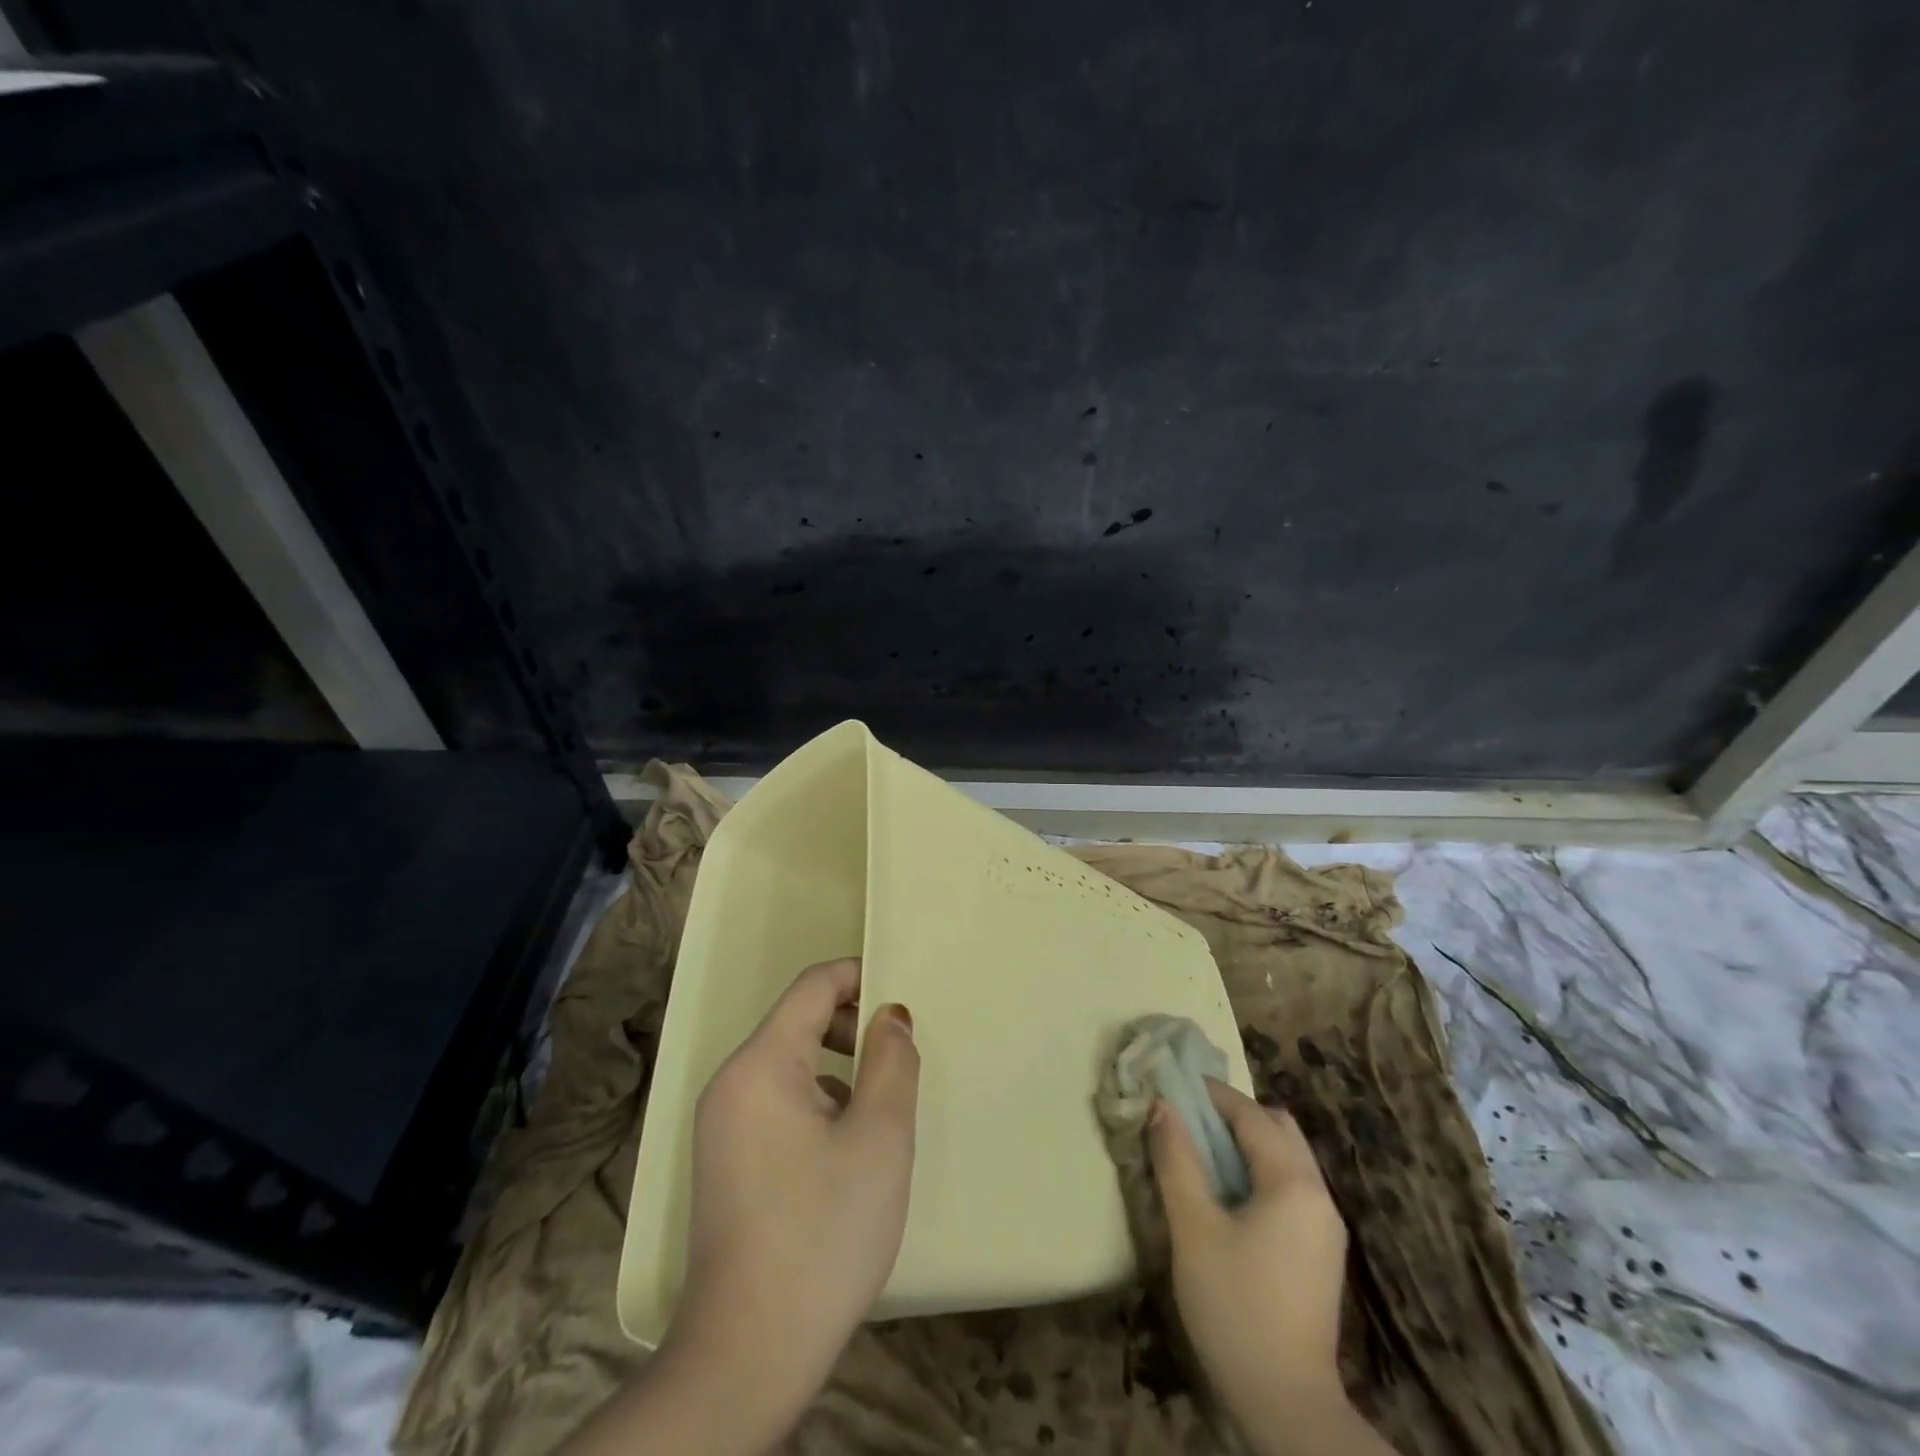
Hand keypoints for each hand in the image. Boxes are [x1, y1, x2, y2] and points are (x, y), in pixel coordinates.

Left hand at [670, 958, 919, 1425]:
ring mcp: (721, 1124)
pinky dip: (816, 1102)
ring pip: (790, 1064)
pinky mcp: (724, 1159)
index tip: (902, 996)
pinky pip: (776, 1101)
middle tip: (899, 1060)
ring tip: (879, 1109)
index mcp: (761, 1065)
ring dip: (839, 1068)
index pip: (812, 987)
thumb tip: (890, 1015)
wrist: (750, 1354)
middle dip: (852, 1027)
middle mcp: (731, 1082)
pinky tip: (845, 1150)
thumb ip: (892, 1060)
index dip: (859, 976)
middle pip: (798, 1022)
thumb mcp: (879, 1137)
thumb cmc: (824, 1232)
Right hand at [1150, 1080, 1388, 1455]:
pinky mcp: (1321, 1253)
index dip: (1211, 1093)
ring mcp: (1325, 1226)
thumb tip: (1161, 1106)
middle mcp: (1319, 1194)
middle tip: (1189, 1119)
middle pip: (1278, 1128)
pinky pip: (1290, 1187)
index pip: (1251, 1113)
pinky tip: (1228, 1195)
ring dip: (1246, 1143)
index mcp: (1293, 1182)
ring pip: (1287, 1157)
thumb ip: (1176, 1159)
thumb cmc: (1234, 1306)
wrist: (1286, 1406)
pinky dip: (1259, 1172)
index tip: (1172, 1084)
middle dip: (1233, 1114)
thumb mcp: (1192, 1227)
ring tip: (1201, 1153)